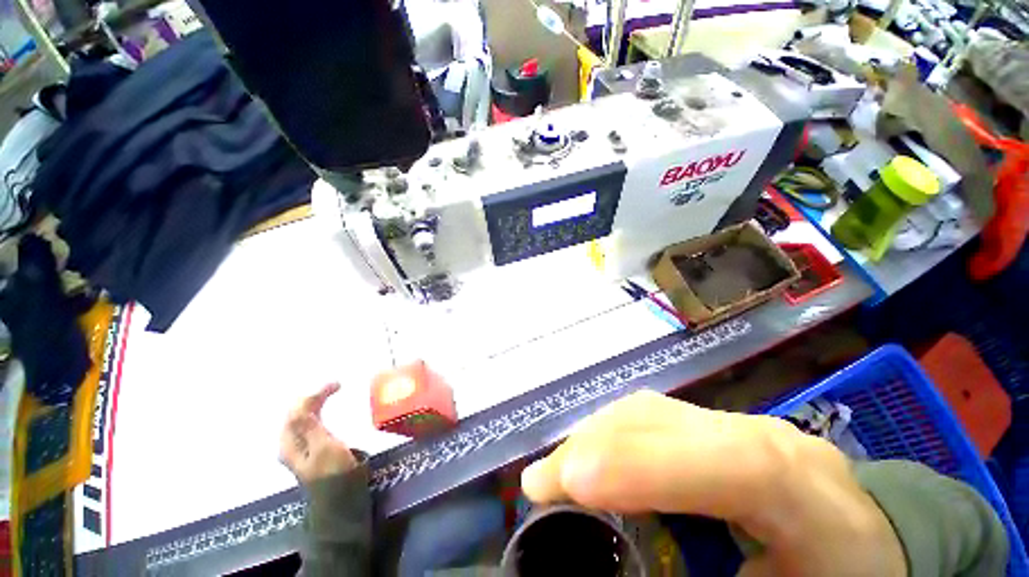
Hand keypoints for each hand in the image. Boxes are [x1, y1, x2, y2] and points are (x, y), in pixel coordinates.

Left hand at [279, 383, 358, 484]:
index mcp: (290, 443)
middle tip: (336, 385)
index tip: (338, 384)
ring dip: (315, 404)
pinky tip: (326, 412)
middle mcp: (291, 445)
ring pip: (302, 419)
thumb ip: (310, 427)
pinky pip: (310, 425)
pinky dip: (318, 413)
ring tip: (331, 393)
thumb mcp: (324, 449)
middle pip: (296, 414)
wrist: (341, 503)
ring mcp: (301, 449)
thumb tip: (300, 404)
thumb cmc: (334, 474)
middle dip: (313, 397)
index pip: (296, 411)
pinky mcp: (313, 452)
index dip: (315, 394)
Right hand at [521, 390, 906, 576]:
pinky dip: (611, 431)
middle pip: (662, 422)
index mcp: (800, 487)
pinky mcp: (714, 424)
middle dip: (594, 446)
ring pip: (647, 411)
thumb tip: (627, 567)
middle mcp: (759, 435)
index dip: (643, 466)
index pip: (724, 463)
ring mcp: (734, 421)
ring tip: (558, 468)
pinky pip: (650, 416)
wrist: (874, 535)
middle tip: (540, 483)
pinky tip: (592, 450)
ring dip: (594, 434)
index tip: (572, 485)